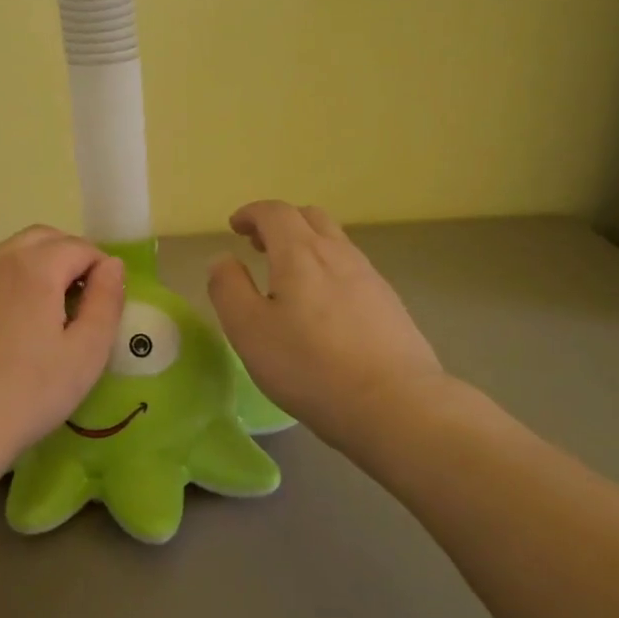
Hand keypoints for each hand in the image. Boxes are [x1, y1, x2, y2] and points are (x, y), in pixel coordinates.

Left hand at [0, 225, 124, 493]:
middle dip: (72, 257)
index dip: (102, 268)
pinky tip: (17, 325)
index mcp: (34, 267)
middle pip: (44, 238)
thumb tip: (112, 266)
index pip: (80, 247)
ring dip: (42, 265)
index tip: (108, 304)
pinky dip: (14, 279)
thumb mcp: (85, 354)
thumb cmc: (27, 395)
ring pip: (14, 251)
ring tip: (54, 312)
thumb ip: (106, 301)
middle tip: (85, 301)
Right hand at [208, 201, 450, 456]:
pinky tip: (323, 308)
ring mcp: (370, 278)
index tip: (235, 226)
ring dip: (306, 246)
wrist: (396, 405)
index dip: (252, 213)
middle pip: (310, 218)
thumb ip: (228, 288)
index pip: (275, 212)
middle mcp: (338, 254)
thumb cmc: (310, 367)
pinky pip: (352, 270)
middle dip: (280, 223)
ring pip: (335, 243)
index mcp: (300, 253)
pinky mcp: (390, 305)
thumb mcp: (249, 330)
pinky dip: (328, 270)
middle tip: (259, 246)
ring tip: (287, 278)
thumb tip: (222, 259)